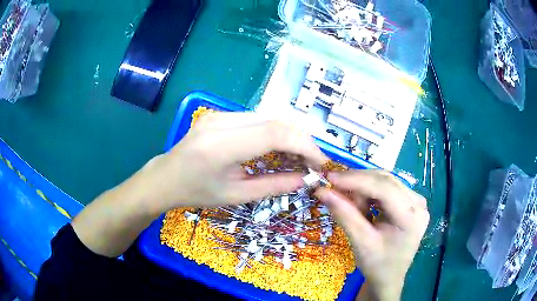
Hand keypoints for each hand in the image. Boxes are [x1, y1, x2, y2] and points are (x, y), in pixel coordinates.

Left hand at [142, 112, 327, 210]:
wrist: (166, 177)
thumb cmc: (196, 193)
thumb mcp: (236, 195)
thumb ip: (273, 186)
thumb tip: (305, 180)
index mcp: (221, 146)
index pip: (275, 133)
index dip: (304, 145)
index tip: (320, 162)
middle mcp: (221, 122)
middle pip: (275, 120)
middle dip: (301, 139)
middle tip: (312, 161)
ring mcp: (219, 114)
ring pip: (268, 117)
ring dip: (289, 135)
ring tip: (299, 156)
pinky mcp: (220, 114)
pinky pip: (256, 119)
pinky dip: (274, 131)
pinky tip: (278, 147)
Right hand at [315, 170, 428, 300]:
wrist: (389, 278)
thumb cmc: (377, 265)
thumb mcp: (361, 243)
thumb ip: (344, 215)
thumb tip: (322, 191)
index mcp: (412, 216)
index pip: (384, 188)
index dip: (356, 180)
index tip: (330, 178)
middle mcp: (418, 203)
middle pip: (385, 181)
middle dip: (357, 183)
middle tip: (333, 187)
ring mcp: (416, 201)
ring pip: (385, 181)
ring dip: (363, 188)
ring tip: (349, 203)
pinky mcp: (410, 202)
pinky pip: (387, 188)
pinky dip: (369, 193)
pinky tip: (361, 204)